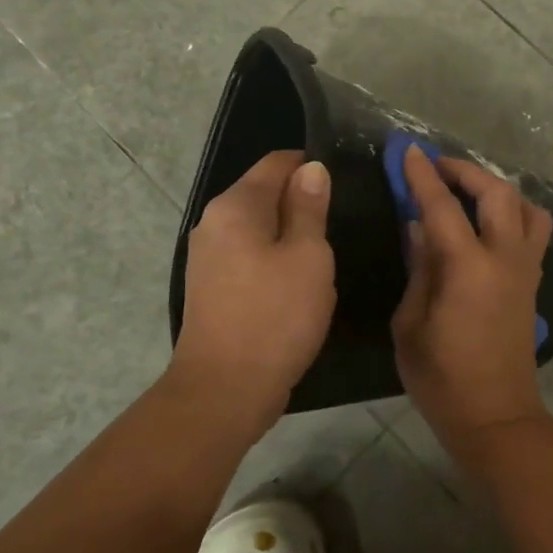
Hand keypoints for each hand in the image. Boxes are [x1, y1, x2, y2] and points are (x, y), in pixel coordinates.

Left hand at [172, 150, 335, 428]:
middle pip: (265, 194)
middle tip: (341, 227)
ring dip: (291, 237)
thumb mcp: (308, 257)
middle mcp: (214, 222)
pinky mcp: (211, 287)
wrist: (225, 390)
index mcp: (235, 206)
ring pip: (259, 229)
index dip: (312, 168)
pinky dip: (275, 261)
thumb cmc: (275, 316)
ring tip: (325, 259)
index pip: (277, 163)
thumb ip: (310, 208)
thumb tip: (312, 169)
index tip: (345, 186)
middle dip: (303, 204)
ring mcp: (208, 257)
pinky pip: (250, 257)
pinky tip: (298, 286)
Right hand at [392, 147, 552, 449]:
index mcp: (468, 269)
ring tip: (469, 192)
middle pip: (496, 194)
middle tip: (437, 167)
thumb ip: (419, 268)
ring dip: (498, 189)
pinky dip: (514, 213)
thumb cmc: (442, 378)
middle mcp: (504, 259)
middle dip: (466, 171)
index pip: (443, 206)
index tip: (408, 150)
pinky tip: (489, 224)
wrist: (496, 416)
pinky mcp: (532, 283)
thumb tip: (419, 227)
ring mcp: (525, 270)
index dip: (423, 176)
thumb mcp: (411, 324)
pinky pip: (533, 232)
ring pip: (527, 208)